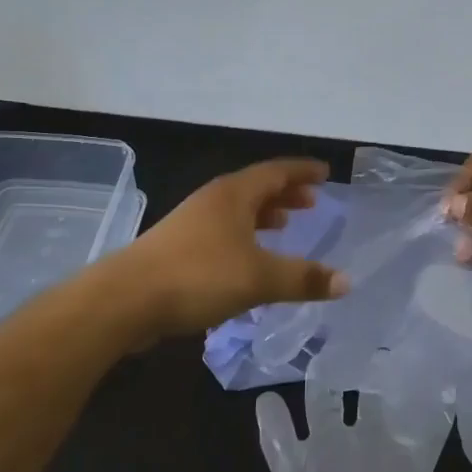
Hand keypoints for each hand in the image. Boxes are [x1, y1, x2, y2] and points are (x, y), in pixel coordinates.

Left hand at [117, 159, 350, 335]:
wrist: (125, 299)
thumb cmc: (198, 276)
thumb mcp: (259, 278)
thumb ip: (303, 278)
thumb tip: (346, 281)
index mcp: (234, 195)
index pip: (276, 172)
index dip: (302, 172)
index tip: (325, 172)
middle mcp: (213, 201)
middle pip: (256, 188)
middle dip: (285, 193)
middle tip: (311, 202)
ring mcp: (191, 223)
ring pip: (237, 210)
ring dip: (264, 214)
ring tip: (285, 225)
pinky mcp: (178, 248)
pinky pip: (223, 231)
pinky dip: (245, 236)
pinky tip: (249, 259)